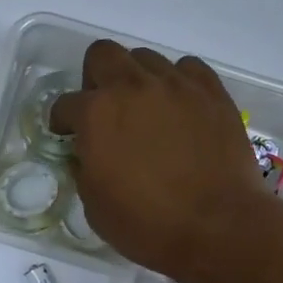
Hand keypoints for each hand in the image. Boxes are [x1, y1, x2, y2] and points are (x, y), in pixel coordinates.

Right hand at [50, 42, 272, 282]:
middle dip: (95, 77)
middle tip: (104, 107)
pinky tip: (180, 106)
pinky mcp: (211, 92)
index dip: (62, 121)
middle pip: (102, 54)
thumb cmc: (148, 225)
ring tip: (146, 108)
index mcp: (96, 113)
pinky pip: (188, 68)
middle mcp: (132, 86)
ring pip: (146, 58)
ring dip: (137, 78)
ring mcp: (175, 85)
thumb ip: (84, 167)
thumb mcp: (94, 205)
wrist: (220, 229)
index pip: (65, 103)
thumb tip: (88, 153)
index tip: (68, 135)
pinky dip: (179, 81)